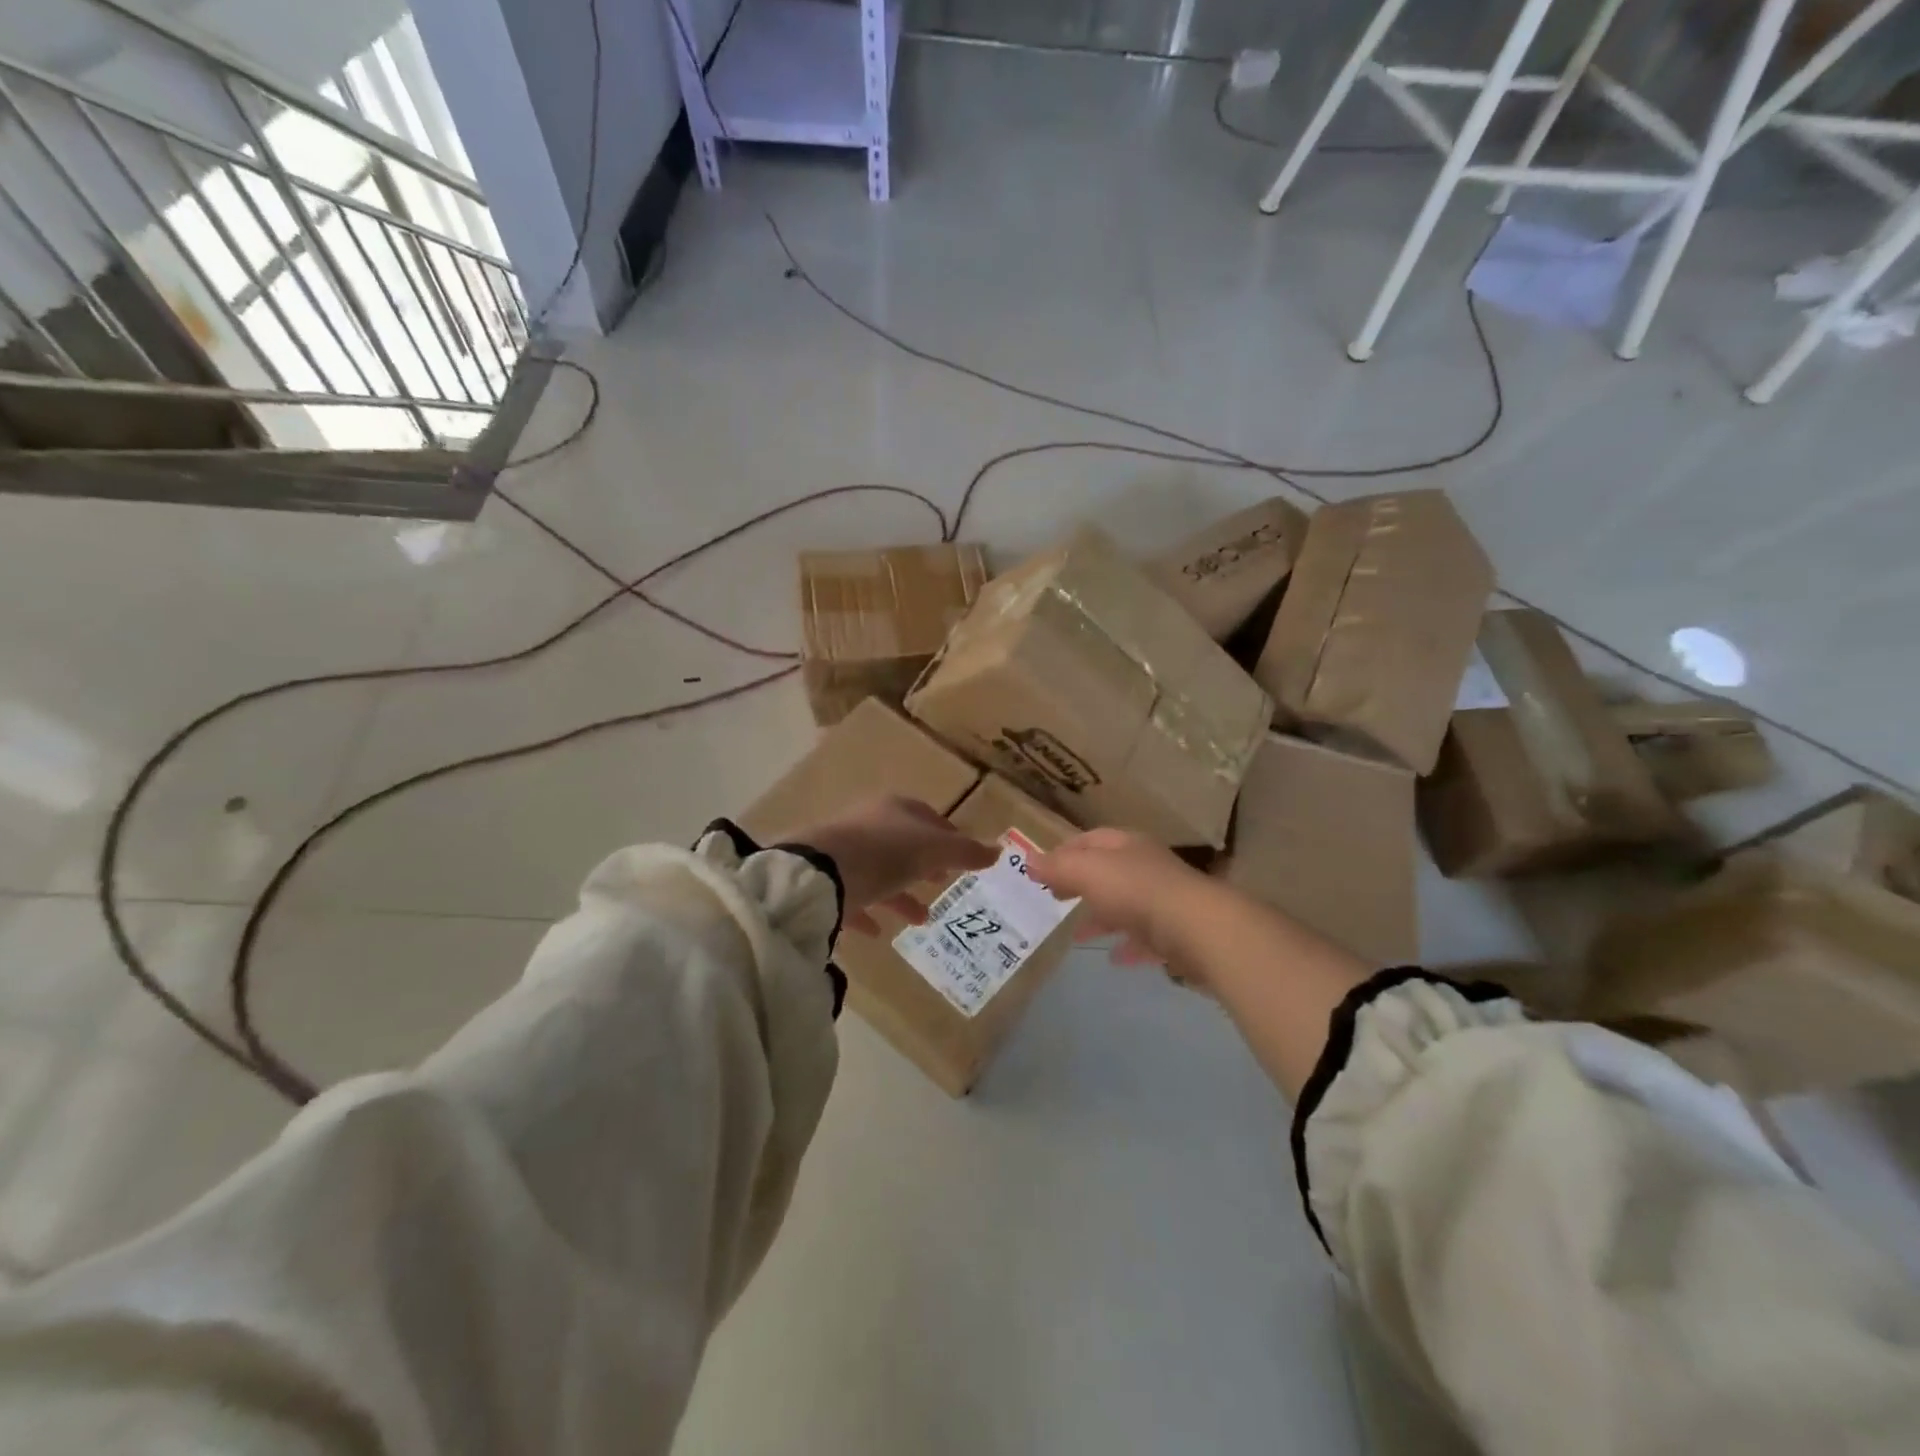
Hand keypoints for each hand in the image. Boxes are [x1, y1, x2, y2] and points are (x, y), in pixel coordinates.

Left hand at [791, 796, 997, 936]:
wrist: (820, 873)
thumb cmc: (885, 853)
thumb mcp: (933, 851)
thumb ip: (966, 852)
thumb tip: (999, 850)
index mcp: (895, 810)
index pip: (927, 817)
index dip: (947, 835)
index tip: (962, 858)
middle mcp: (869, 824)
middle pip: (903, 844)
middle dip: (925, 865)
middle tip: (943, 884)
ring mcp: (845, 852)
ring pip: (880, 873)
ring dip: (902, 895)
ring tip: (922, 920)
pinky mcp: (826, 881)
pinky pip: (853, 897)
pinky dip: (868, 913)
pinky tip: (879, 934)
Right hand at [1026, 829, 1216, 969]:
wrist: (1198, 929)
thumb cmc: (1136, 890)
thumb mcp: (1088, 871)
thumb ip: (1058, 866)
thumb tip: (1027, 859)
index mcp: (1127, 845)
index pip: (1090, 839)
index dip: (1064, 851)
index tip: (1041, 870)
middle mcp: (1147, 868)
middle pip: (1108, 871)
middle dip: (1081, 883)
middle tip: (1055, 898)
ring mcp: (1164, 901)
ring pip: (1126, 905)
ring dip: (1102, 917)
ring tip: (1077, 935)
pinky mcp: (1176, 934)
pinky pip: (1145, 938)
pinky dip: (1127, 946)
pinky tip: (1114, 959)